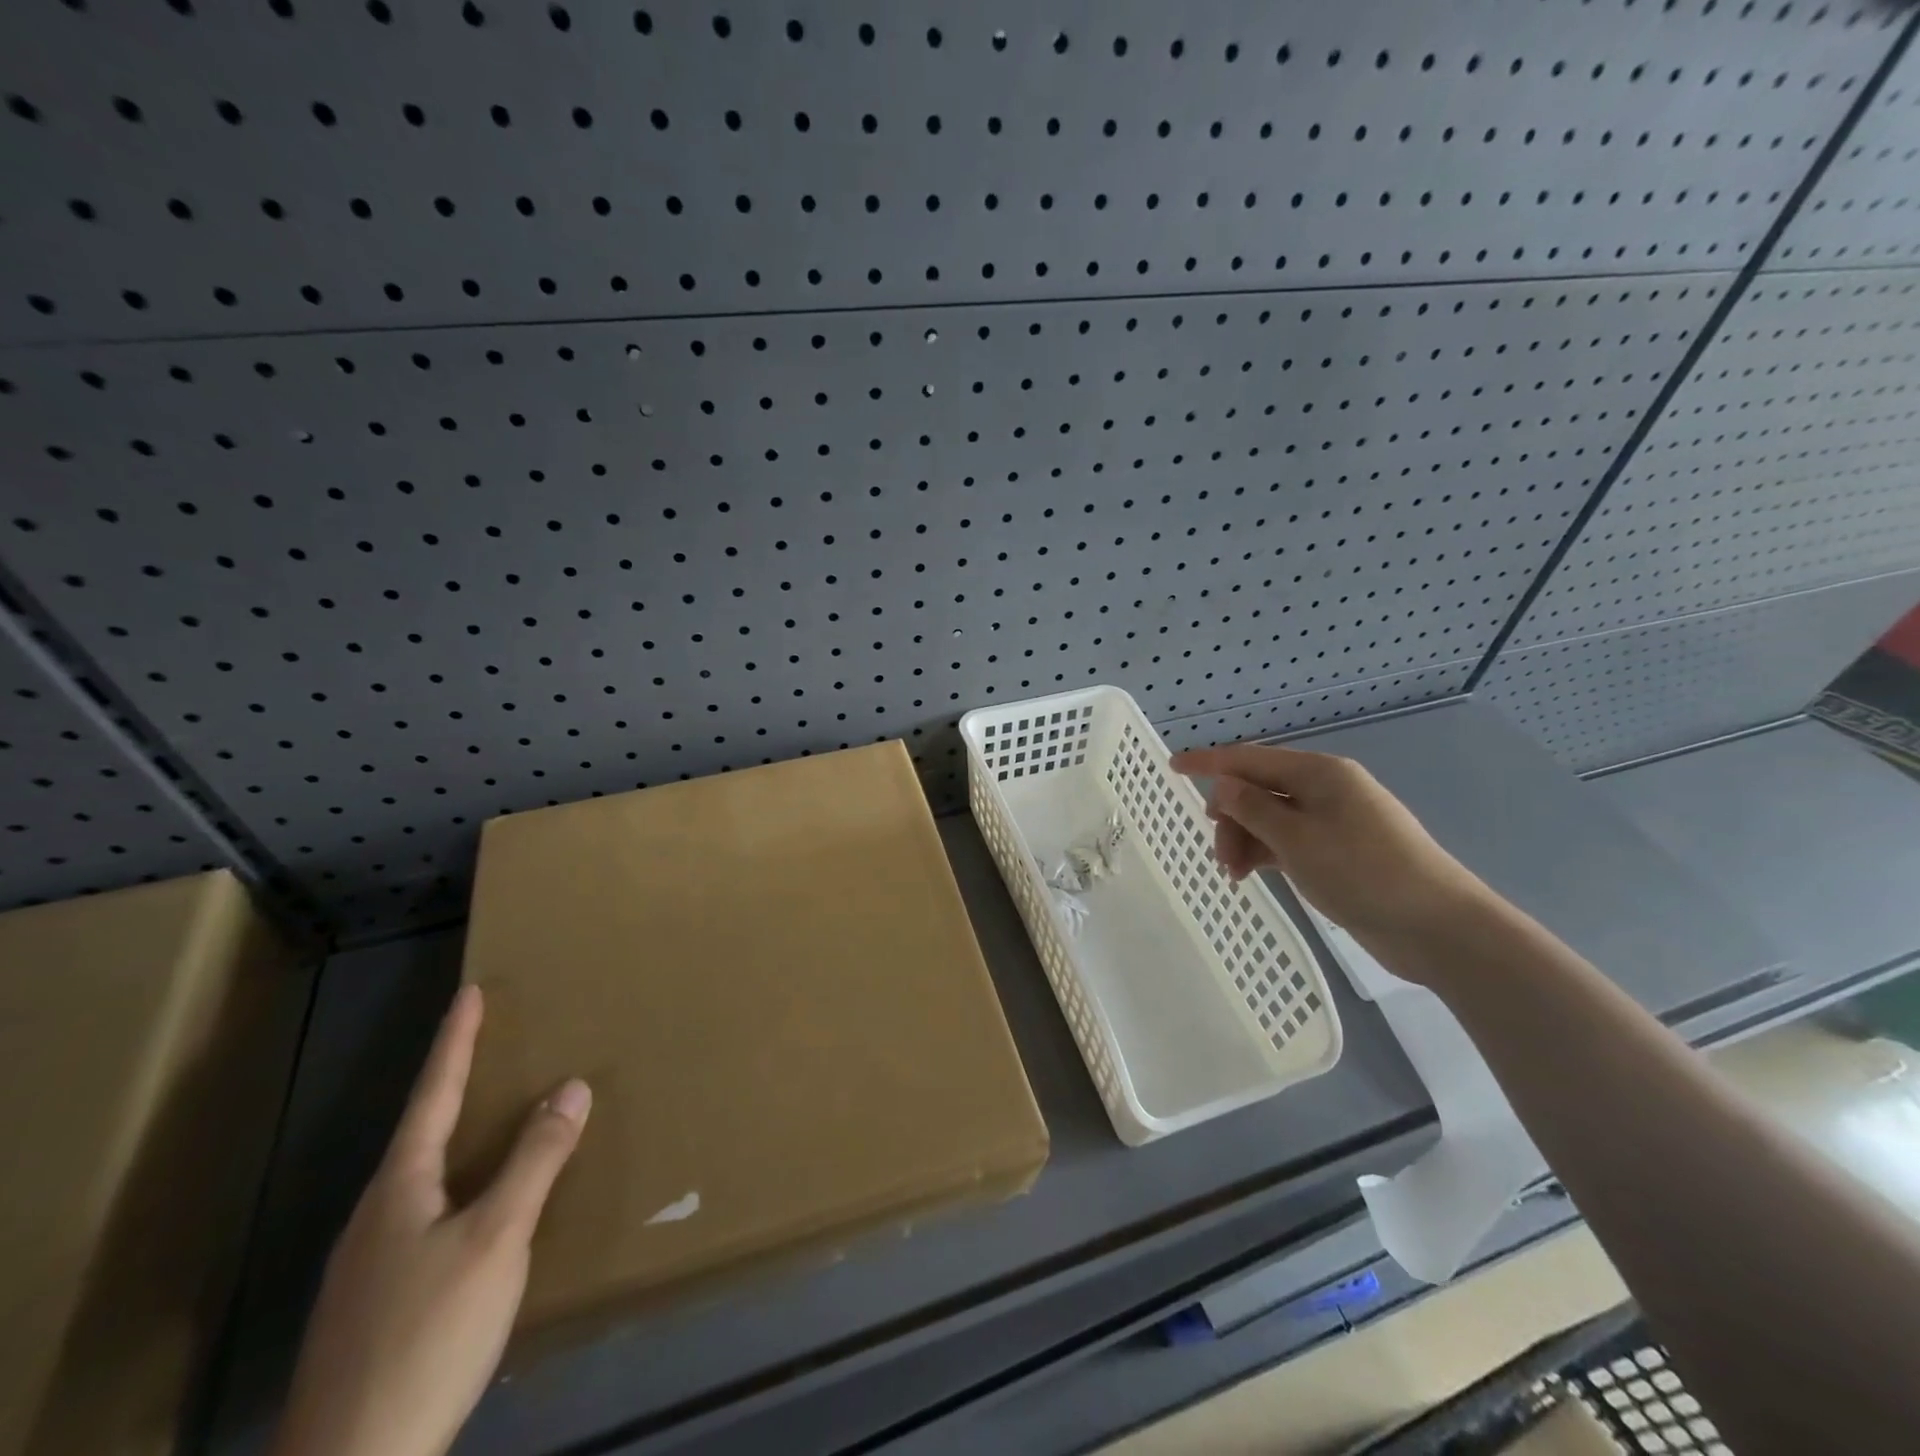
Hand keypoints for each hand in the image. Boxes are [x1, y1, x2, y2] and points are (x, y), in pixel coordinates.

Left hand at [271, 985, 589, 1455]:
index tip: (470, 992)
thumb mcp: (496, 1239)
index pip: (432, 1094)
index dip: (455, 1041)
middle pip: (420, 1133)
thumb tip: (571, 1086)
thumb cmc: (426, 1335)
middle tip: (490, 1047)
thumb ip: (535, 1161)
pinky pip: (425, 1215)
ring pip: (421, 1178)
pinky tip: (477, 1210)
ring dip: (457, 1136)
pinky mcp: (377, 1305)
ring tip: (492, 1118)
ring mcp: (368, 1266)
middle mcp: (375, 1216)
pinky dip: (458, 1183)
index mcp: (399, 1188)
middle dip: (455, 1084)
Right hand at [1171, 742, 1492, 957]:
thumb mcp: (1297, 840)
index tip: (1172, 766)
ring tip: (1235, 875)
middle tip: (1220, 855)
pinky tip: (1253, 875)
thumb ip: (1253, 809)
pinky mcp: (1339, 850)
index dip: (1208, 762)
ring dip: (1246, 840)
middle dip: (1230, 817)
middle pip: (1259, 789)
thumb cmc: (1364, 873)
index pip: (1250, 758)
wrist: (1438, 927)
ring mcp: (1334, 820)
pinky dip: (1266, 853)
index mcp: (1319, 773)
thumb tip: (1222, 784)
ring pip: (1271, 818)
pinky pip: (1288, 840)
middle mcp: (1326, 788)